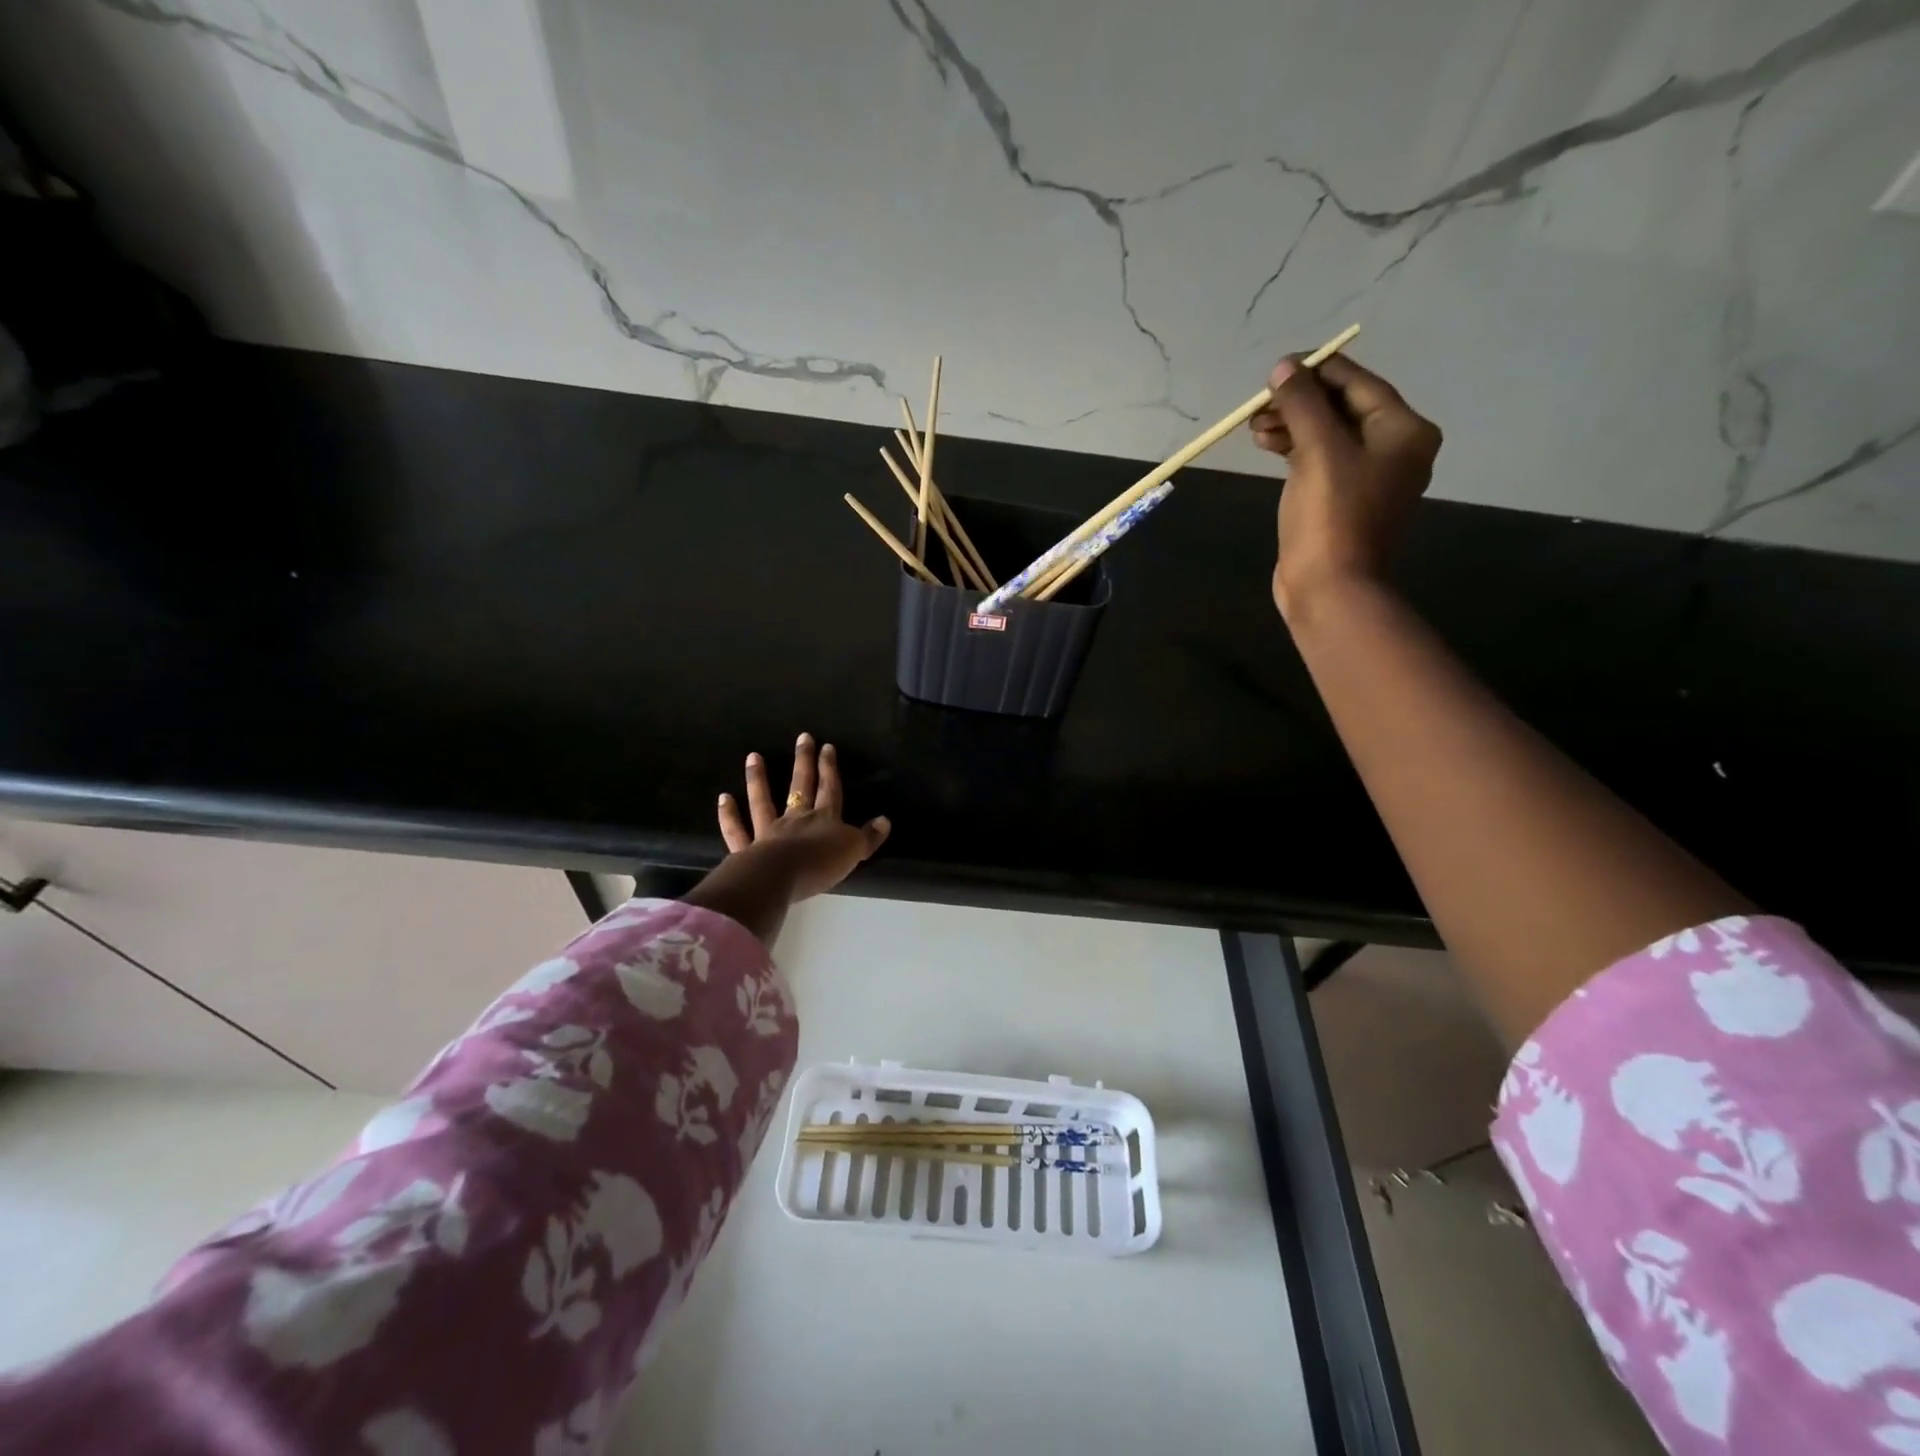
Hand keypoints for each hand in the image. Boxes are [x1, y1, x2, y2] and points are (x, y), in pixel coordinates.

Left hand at [717, 733, 890, 902]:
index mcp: (824, 818)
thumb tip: (885, 820)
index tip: (827, 747)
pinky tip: (724, 798)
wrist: (780, 878)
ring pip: (763, 801)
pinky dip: (729, 815)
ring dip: (758, 779)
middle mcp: (795, 819)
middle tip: (802, 737)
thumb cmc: (821, 863)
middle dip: (804, 762)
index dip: (830, 768)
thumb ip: (869, 837)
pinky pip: (736, 830)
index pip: (830, 789)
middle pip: (800, 786)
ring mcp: (768, 832)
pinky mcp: (746, 850)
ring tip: (753, 756)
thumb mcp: (853, 850)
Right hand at [1249, 353, 1441, 622]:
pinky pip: (1319, 459)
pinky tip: (1266, 445)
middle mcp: (1393, 448)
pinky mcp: (1341, 499)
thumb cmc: (1331, 517)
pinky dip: (1293, 449)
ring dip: (1291, 424)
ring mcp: (1368, 476)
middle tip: (1258, 405)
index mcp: (1403, 430)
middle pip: (1342, 407)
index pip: (1357, 383)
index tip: (1275, 368)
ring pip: (1327, 434)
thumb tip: (1284, 366)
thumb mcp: (1317, 452)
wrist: (1330, 588)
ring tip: (1255, 427)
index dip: (1315, 371)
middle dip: (1299, 402)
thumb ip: (1302, 404)